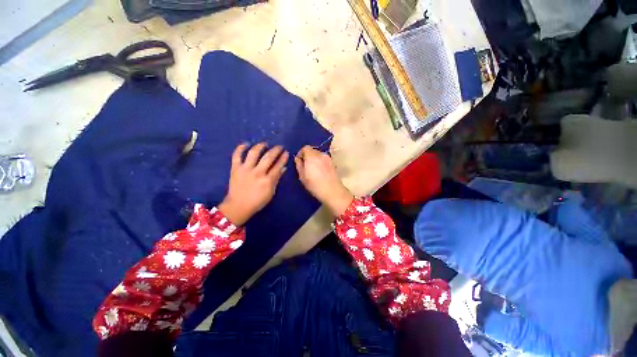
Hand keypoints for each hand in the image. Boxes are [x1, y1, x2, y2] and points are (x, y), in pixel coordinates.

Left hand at [219, 143, 288, 225]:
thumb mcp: (271, 192)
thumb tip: (283, 168)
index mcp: (267, 180)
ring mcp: (245, 169)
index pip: (278, 166)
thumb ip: (277, 179)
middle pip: (268, 157)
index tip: (286, 153)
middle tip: (280, 146)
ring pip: (253, 153)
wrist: (238, 206)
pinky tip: (246, 144)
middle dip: (276, 150)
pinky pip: (237, 155)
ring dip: (260, 146)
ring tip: (264, 144)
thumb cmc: (257, 201)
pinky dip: (240, 148)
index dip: (283, 158)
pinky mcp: (235, 168)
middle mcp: (257, 172)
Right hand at [295, 146, 352, 215]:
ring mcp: (328, 158)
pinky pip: (324, 159)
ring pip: (318, 155)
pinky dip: (320, 162)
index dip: (301, 153)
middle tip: (305, 166)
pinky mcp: (333, 163)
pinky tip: (320, 171)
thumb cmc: (315, 185)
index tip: (299, 161)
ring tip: (313, 169)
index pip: (305, 148)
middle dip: (307, 156)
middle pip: (312, 150)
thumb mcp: (302, 176)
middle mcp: (321, 154)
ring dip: (314, 159)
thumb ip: (299, 165)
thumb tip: (298, 158)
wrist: (332, 191)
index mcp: (312, 156)